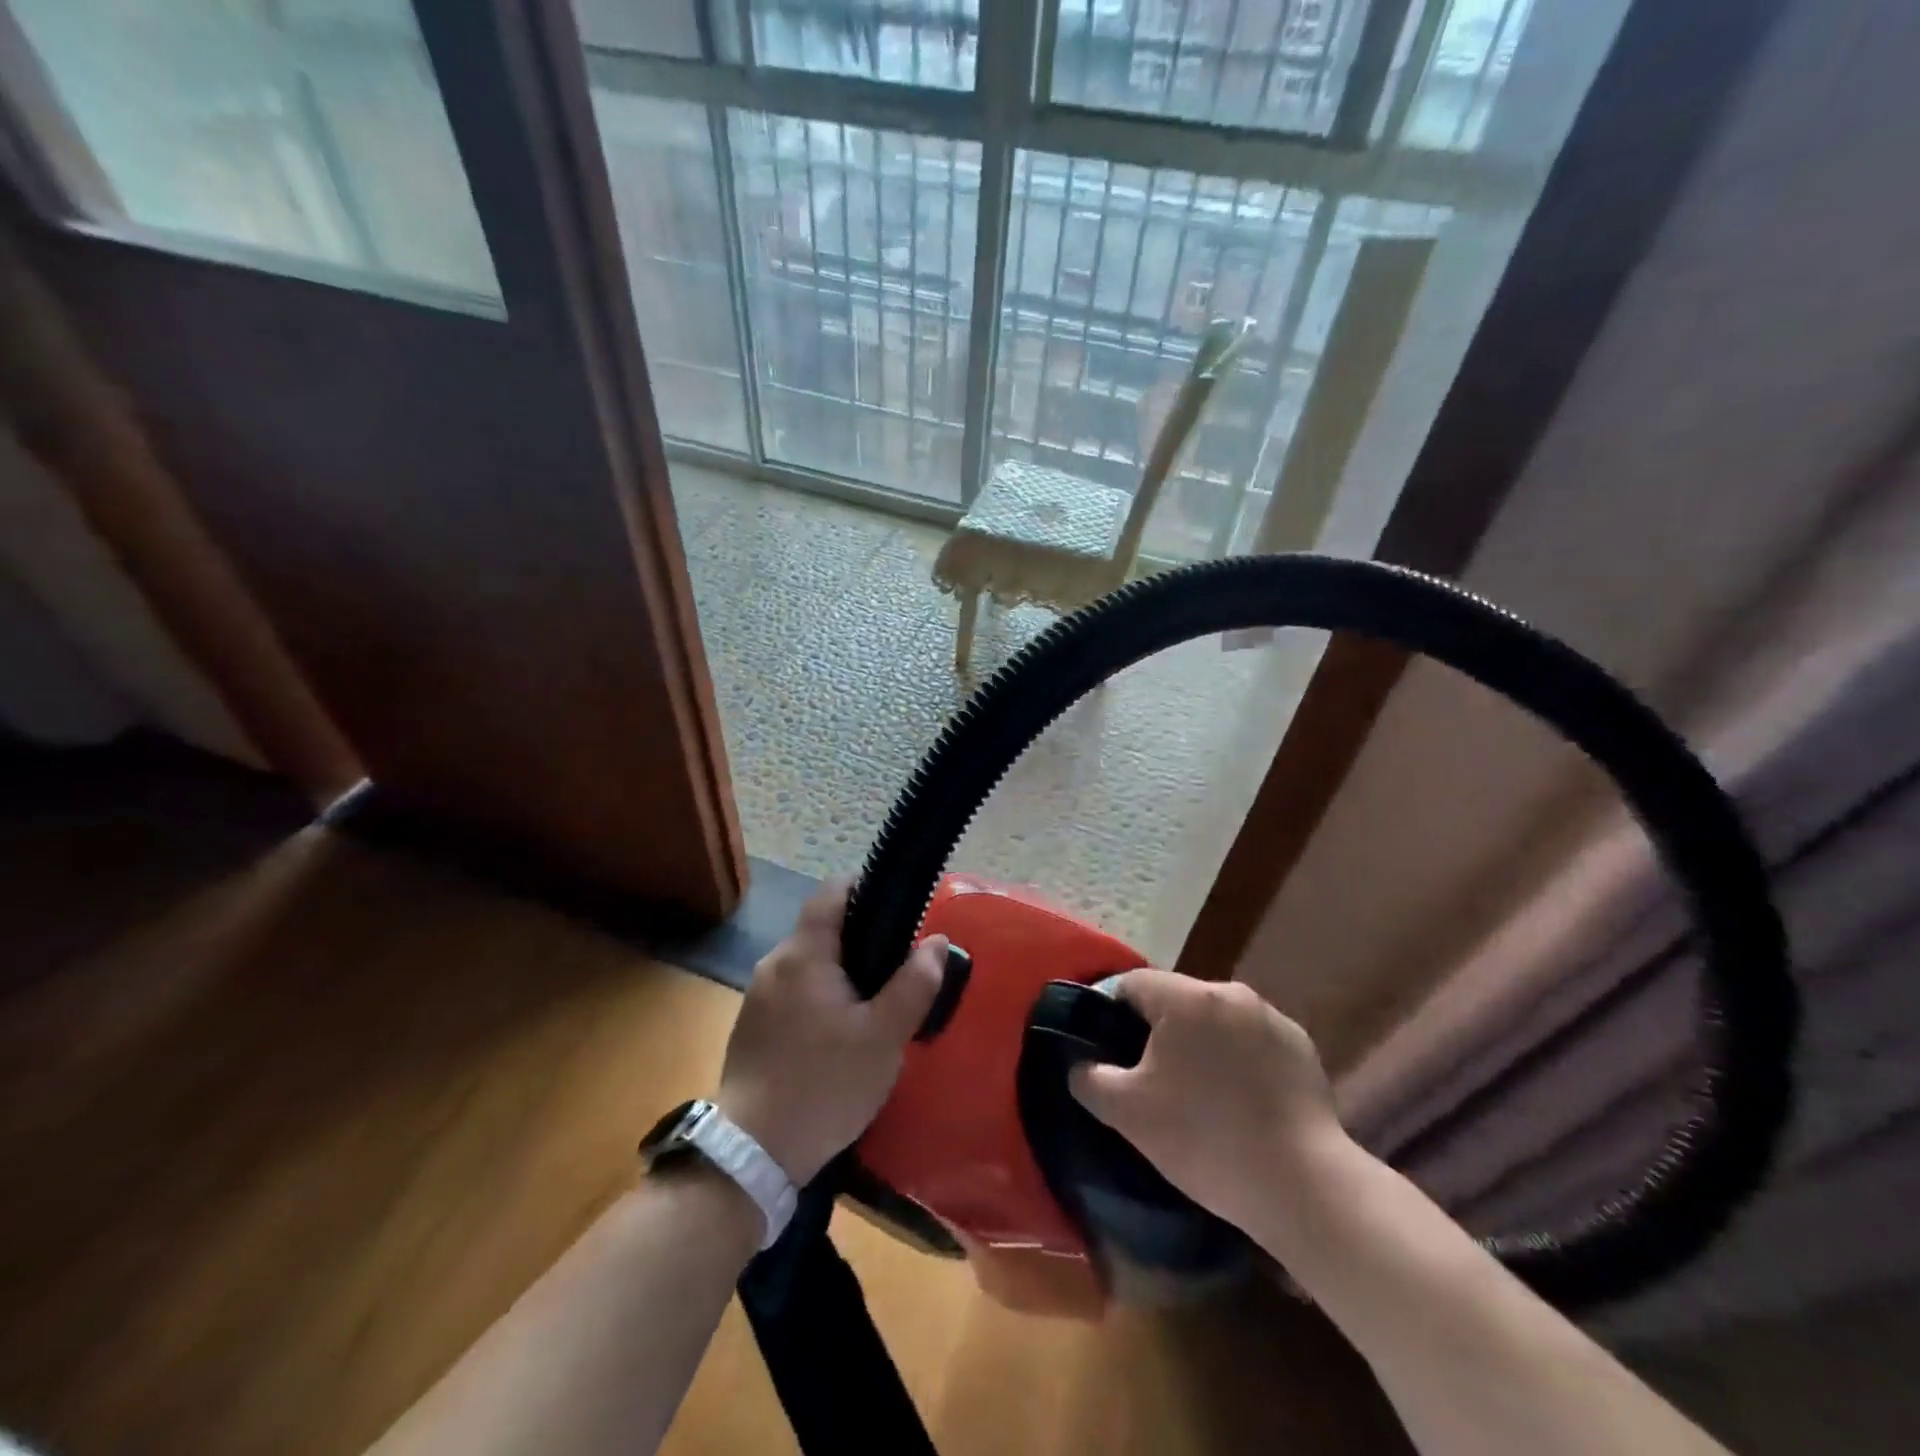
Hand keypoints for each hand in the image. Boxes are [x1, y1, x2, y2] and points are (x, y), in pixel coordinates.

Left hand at [715, 880, 943, 1186]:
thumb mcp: (883, 1038)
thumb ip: (913, 985)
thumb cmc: (824, 1085)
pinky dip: (820, 997)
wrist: (751, 1155)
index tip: (897, 907)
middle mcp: (775, 963)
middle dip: (861, 938)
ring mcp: (758, 996)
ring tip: (875, 1003)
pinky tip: (840, 1033)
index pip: (831, 891)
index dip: (864, 886)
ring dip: (841, 972)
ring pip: (809, 964)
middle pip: (822, 929)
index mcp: (804, 954)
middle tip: (899, 967)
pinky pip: (794, 992)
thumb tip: (937, 942)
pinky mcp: (753, 1027)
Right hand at [1069, 969, 1347, 1234]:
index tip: (1113, 1054)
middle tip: (1154, 1081)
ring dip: (1202, 1045)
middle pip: (1176, 1000)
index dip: (1113, 1014)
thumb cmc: (1205, 1139)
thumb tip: (1081, 1065)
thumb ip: (1090, 1078)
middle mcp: (1229, 992)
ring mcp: (1271, 1017)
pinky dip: (1240, 1060)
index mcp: (1185, 998)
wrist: (1303, 1185)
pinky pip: (1253, 1040)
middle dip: (1160, 1032)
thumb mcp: (1128, 1114)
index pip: (1132, 984)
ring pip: (1216, 1020)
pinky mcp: (1301, 1045)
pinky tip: (1242, 1103)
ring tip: (1201, 1095)